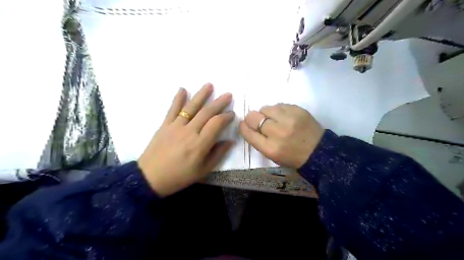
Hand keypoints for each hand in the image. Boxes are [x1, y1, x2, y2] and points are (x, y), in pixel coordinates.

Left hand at [136, 84, 233, 196]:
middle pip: (206, 112)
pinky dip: (177, 99)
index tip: (232, 113)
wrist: (150, 178)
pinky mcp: (165, 125)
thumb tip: (229, 141)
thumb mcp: (203, 171)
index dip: (226, 117)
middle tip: (228, 94)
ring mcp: (175, 126)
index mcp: (200, 144)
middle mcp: (189, 132)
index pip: (216, 124)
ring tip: (209, 85)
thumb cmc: (179, 176)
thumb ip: (217, 154)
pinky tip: (183, 89)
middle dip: (219, 102)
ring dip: (201, 95)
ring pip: (191, 107)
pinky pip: (172, 110)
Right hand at [239, 103, 323, 168]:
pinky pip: (279, 105)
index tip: (243, 124)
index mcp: (270, 148)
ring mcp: (289, 119)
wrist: (318, 151)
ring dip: (265, 113)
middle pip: (253, 117)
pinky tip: (284, 117)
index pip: (248, 132)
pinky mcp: (298, 110)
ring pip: (265, 108)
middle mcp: (278, 132)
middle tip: (257, 121)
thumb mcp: (272, 155)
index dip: (243, 127)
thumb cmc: (292, 156)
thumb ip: (258, 141)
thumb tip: (248, 125)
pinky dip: (277, 110)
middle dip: (251, 118)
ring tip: (273, 119)